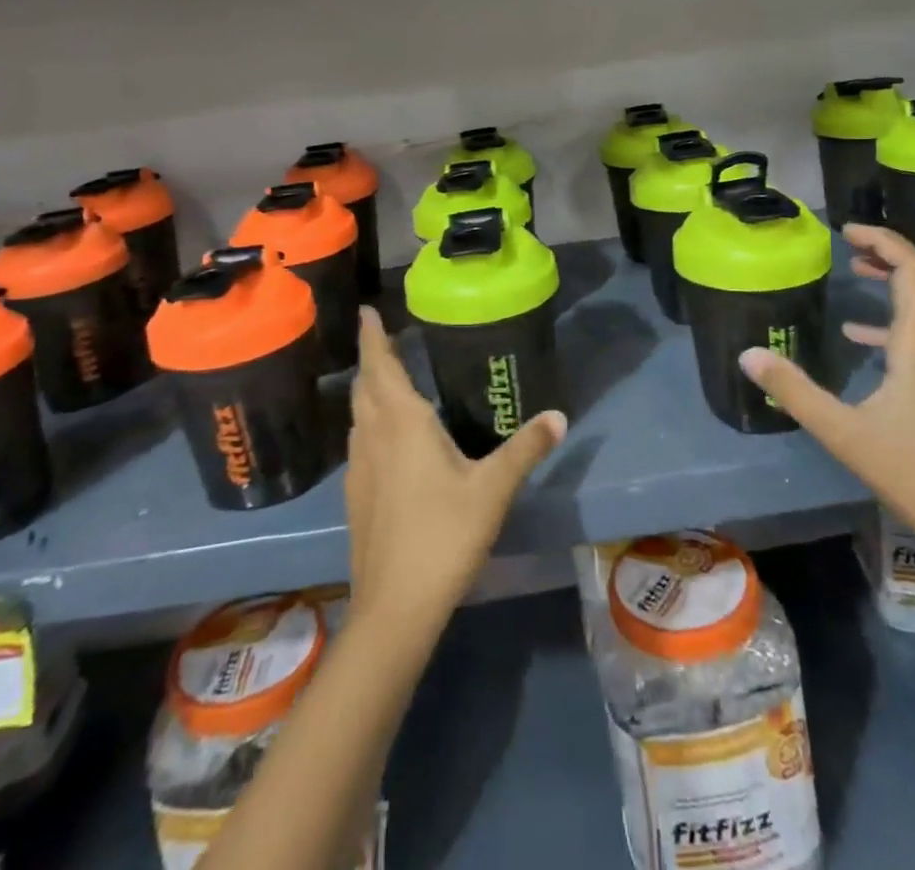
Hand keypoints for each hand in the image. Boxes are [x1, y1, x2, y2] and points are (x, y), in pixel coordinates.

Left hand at [344, 308, 565, 625]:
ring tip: (386, 380)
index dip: (373, 335)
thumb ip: (526, 449)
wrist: (395, 606)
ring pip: (358, 414)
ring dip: (368, 391)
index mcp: (402, 423)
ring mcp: (359, 467)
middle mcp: (374, 436)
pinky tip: (387, 439)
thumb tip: (559, 415)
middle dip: (373, 359)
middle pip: (365, 386)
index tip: (366, 310)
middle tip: (386, 340)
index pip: (381, 365)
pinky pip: (359, 441)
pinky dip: (368, 422)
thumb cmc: (444, 535)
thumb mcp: (493, 489)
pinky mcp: (355, 494)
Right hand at [739, 224, 914, 568]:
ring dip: (901, 278)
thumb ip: (793, 390)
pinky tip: (863, 336)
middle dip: (893, 251)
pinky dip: (902, 317)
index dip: (883, 240)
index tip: (847, 230)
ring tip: (858, 273)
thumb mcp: (843, 433)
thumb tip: (748, 354)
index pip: (913, 268)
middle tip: (851, 244)